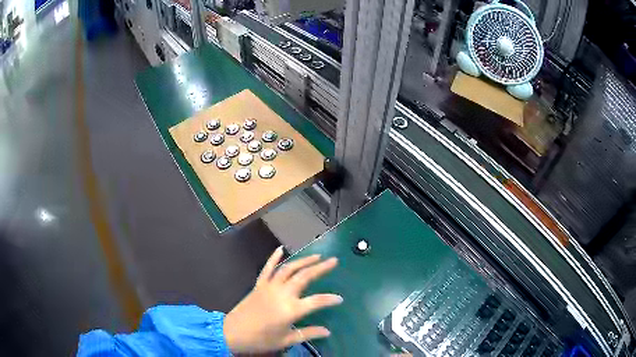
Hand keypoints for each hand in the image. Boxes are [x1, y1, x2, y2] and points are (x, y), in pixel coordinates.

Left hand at [223, 246, 341, 353]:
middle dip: (320, 268)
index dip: (330, 299)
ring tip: (316, 255)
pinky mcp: (259, 285)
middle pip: (304, 277)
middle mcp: (282, 294)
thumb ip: (308, 333)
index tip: (340, 299)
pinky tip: (281, 249)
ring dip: (303, 260)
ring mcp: (269, 287)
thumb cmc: (261, 340)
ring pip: (288, 269)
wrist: (232, 333)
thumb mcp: (286, 340)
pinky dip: (274, 258)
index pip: (316, 301)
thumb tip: (327, 331)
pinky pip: (267, 268)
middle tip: (334, 260)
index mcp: (291, 310)